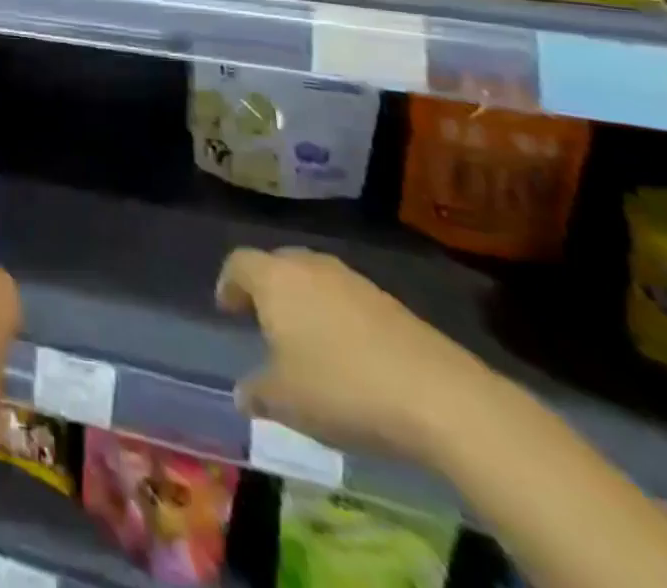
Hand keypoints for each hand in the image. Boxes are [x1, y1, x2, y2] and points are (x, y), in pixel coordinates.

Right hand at [216, 247, 513, 464]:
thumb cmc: (342, 388)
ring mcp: (352, 280)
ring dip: (304, 302)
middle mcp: (309, 266)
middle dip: (266, 288)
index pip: (238, 263)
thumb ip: (257, 393)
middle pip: (276, 264)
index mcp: (274, 278)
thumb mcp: (286, 402)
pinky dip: (337, 316)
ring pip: (314, 279)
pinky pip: (346, 298)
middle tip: (263, 320)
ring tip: (306, 340)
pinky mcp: (389, 301)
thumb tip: (242, 394)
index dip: (229, 284)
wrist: (438, 395)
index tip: (228, 309)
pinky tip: (347, 354)